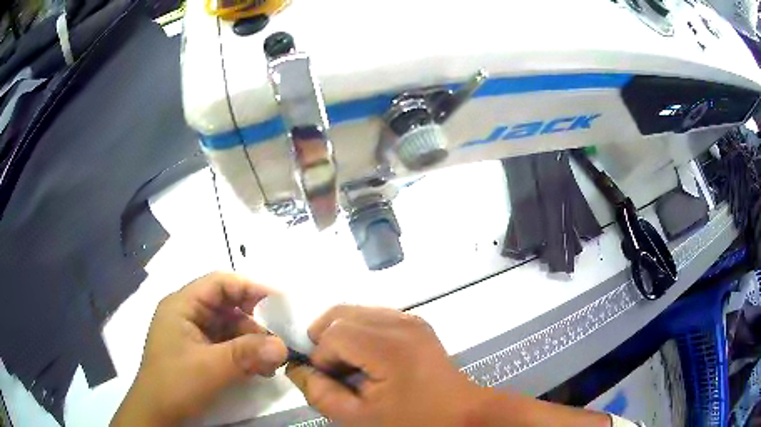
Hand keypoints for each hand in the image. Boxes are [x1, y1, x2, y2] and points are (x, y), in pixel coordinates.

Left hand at [111, 272, 287, 425]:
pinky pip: (225, 345)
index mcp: (182, 305)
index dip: (249, 287)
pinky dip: (243, 354)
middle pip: (226, 306)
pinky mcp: (198, 352)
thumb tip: (284, 346)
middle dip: (253, 323)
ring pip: (228, 327)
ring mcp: (192, 334)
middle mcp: (187, 314)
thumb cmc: (176, 384)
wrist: (158, 414)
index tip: (278, 301)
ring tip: (269, 365)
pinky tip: (257, 370)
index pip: (219, 283)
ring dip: (251, 343)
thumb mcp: (211, 368)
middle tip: (276, 344)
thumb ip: (247, 354)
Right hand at [286, 306, 482, 426]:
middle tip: (329, 369)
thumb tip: (297, 368)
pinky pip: (374, 316)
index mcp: (389, 347)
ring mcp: (411, 320)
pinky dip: (360, 332)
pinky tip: (367, 358)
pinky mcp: (416, 324)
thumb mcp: (359, 417)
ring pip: (356, 312)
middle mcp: (400, 323)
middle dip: (325, 338)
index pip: (334, 334)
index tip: (327, 381)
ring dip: (342, 335)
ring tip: (348, 366)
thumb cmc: (411, 421)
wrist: (460, 414)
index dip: (320, 357)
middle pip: (342, 313)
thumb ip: (320, 393)